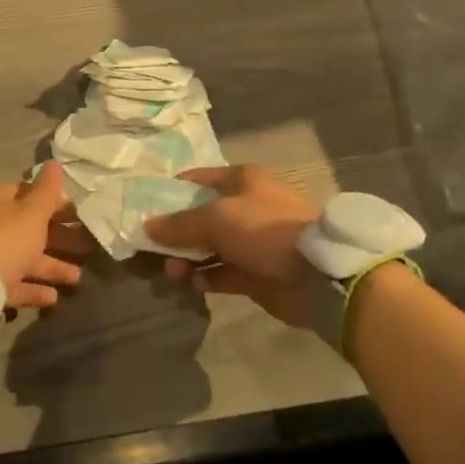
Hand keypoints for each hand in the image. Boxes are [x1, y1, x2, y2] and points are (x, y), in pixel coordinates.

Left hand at [0, 161, 83, 309]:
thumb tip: (53, 163)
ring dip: (51, 266)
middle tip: (87, 247)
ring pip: (24, 257)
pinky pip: (14, 282)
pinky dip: (33, 288)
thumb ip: (46, 191)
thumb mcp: (31, 211)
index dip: (55, 203)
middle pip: (30, 228)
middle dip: (59, 238)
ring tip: (78, 278)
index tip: (78, 215)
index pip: (29, 194)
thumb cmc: (4, 238)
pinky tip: (54, 298)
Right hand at [143, 164, 323, 327]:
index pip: (198, 179)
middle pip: (201, 216)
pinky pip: (224, 273)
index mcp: (241, 180)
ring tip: (172, 272)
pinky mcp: (258, 273)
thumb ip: (179, 224)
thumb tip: (147, 227)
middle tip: (154, 248)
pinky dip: (208, 278)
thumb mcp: (216, 218)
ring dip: (189, 259)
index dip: (172, 190)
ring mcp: (253, 241)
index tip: (146, 206)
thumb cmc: (264, 229)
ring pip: (211, 247)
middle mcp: (246, 206)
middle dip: (177, 232)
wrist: (318, 274)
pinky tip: (194, 284)